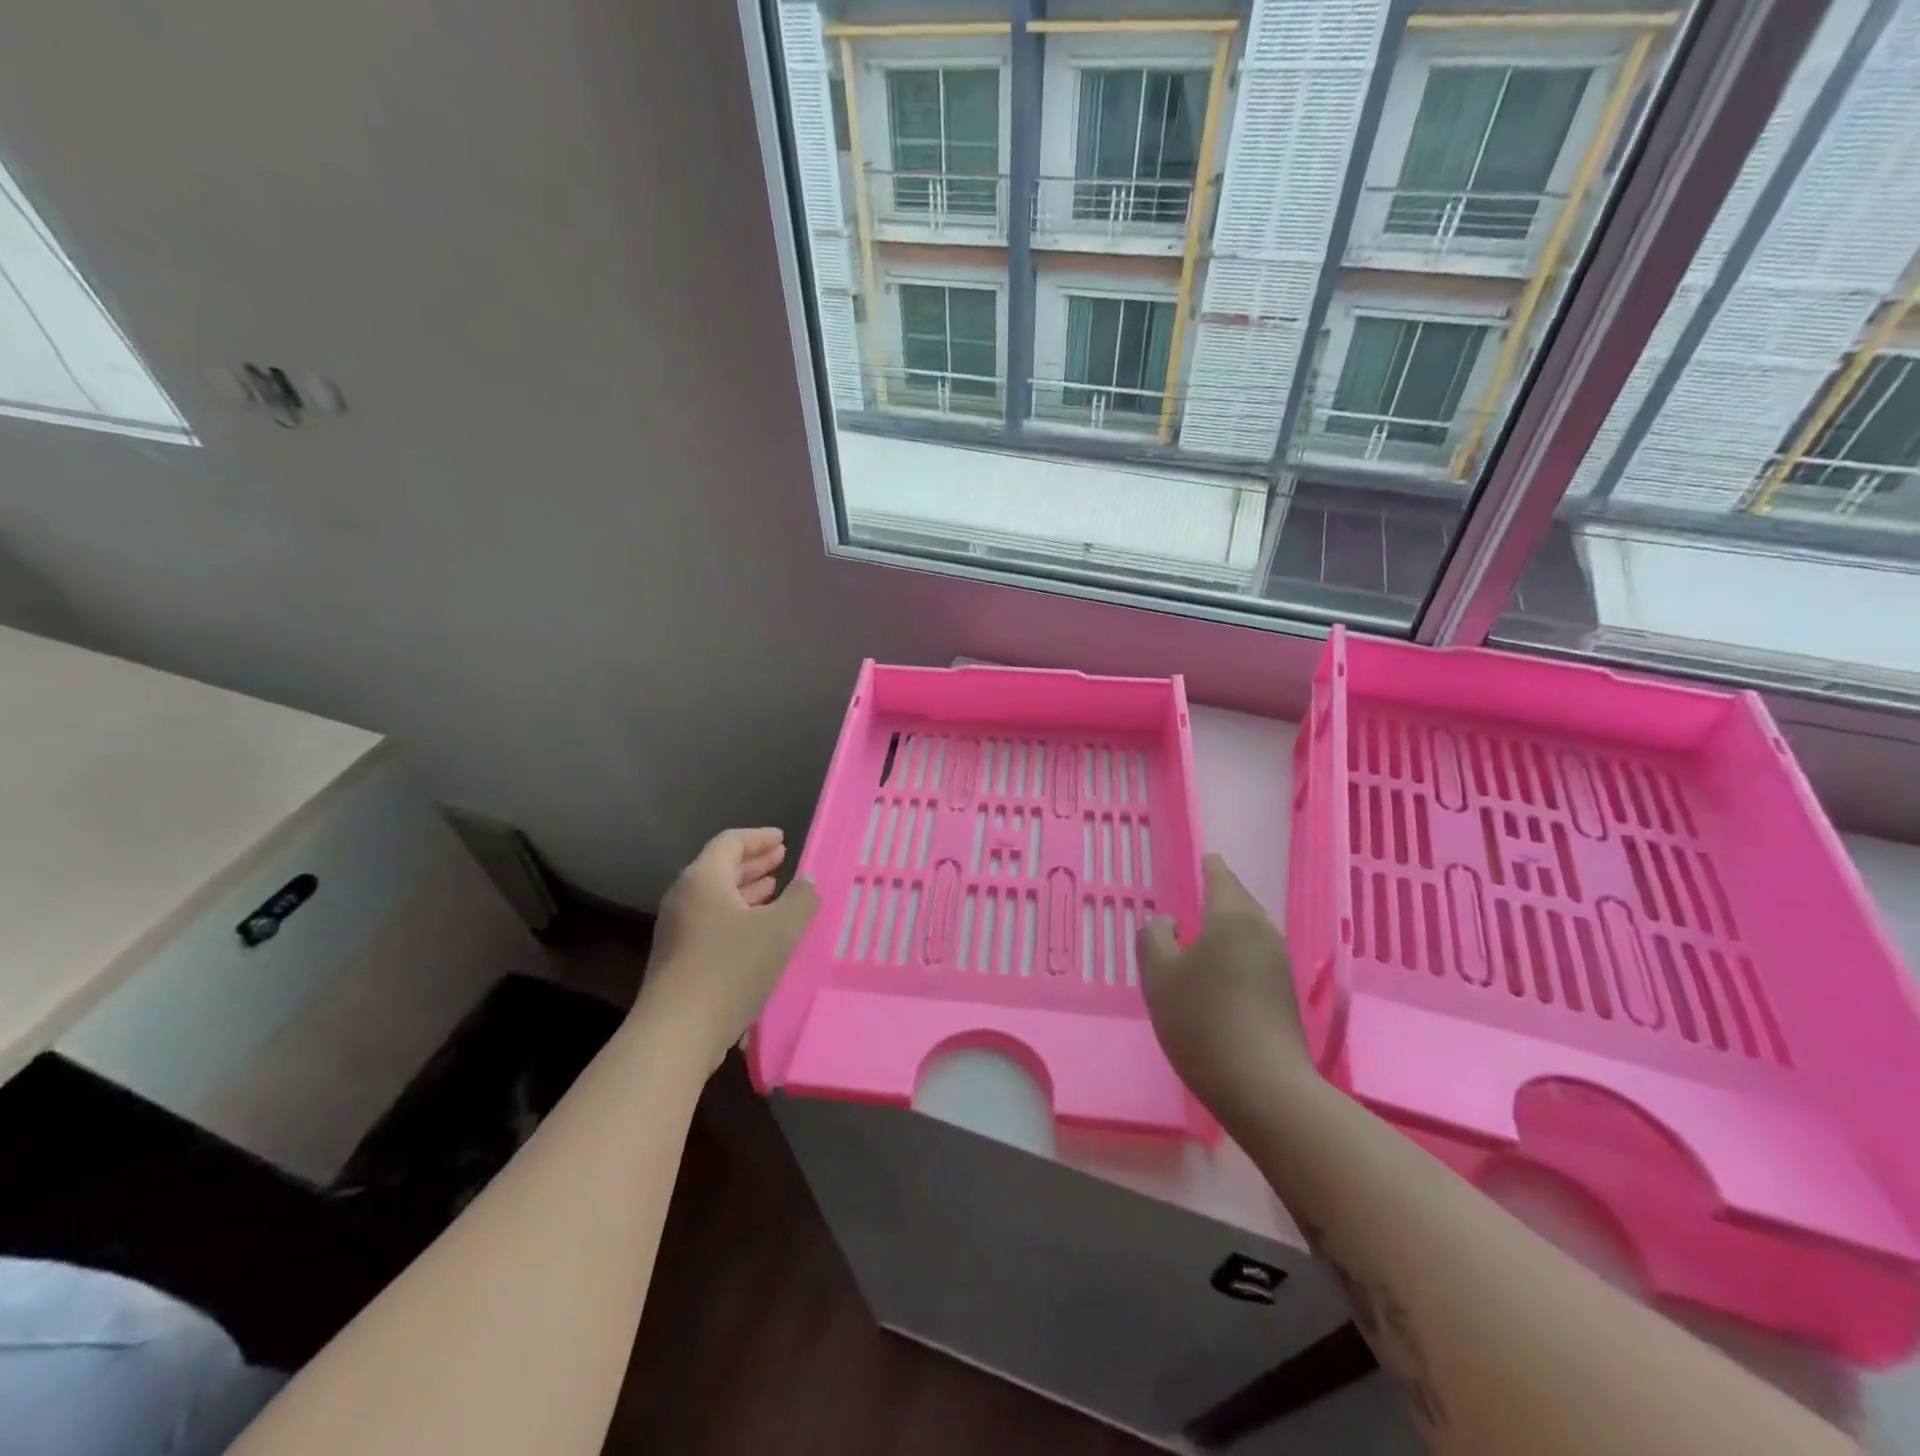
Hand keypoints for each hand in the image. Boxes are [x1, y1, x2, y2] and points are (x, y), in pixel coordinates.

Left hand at [640, 827, 819, 1074]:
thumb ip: (800, 900)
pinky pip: (711, 924)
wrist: (676, 1034)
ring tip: (775, 893)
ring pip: (716, 899)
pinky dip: (737, 918)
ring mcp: (677, 931)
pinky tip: (759, 935)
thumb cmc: (730, 969)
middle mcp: (684, 898)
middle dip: (753, 864)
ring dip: (747, 893)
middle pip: (720, 869)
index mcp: (703, 879)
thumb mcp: (780, 930)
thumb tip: (808, 882)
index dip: (759, 838)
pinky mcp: (678, 961)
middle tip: (782, 861)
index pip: (731, 842)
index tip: (783, 840)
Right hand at [1137, 854, 1312, 1125]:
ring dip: (1228, 928)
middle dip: (1220, 896)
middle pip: (1239, 903)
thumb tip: (1168, 924)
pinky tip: (1221, 973)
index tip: (1203, 858)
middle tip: (1198, 893)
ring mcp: (1279, 965)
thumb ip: (1154, 938)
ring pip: (1250, 932)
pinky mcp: (1285, 996)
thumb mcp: (1158, 975)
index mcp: (1232, 917)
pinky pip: (1256, 958)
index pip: (1220, 877)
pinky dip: (1237, 954)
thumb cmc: (1202, 1020)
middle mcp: (1262, 932)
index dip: (1209, 866)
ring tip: (1204, 934)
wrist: (1263, 1087)